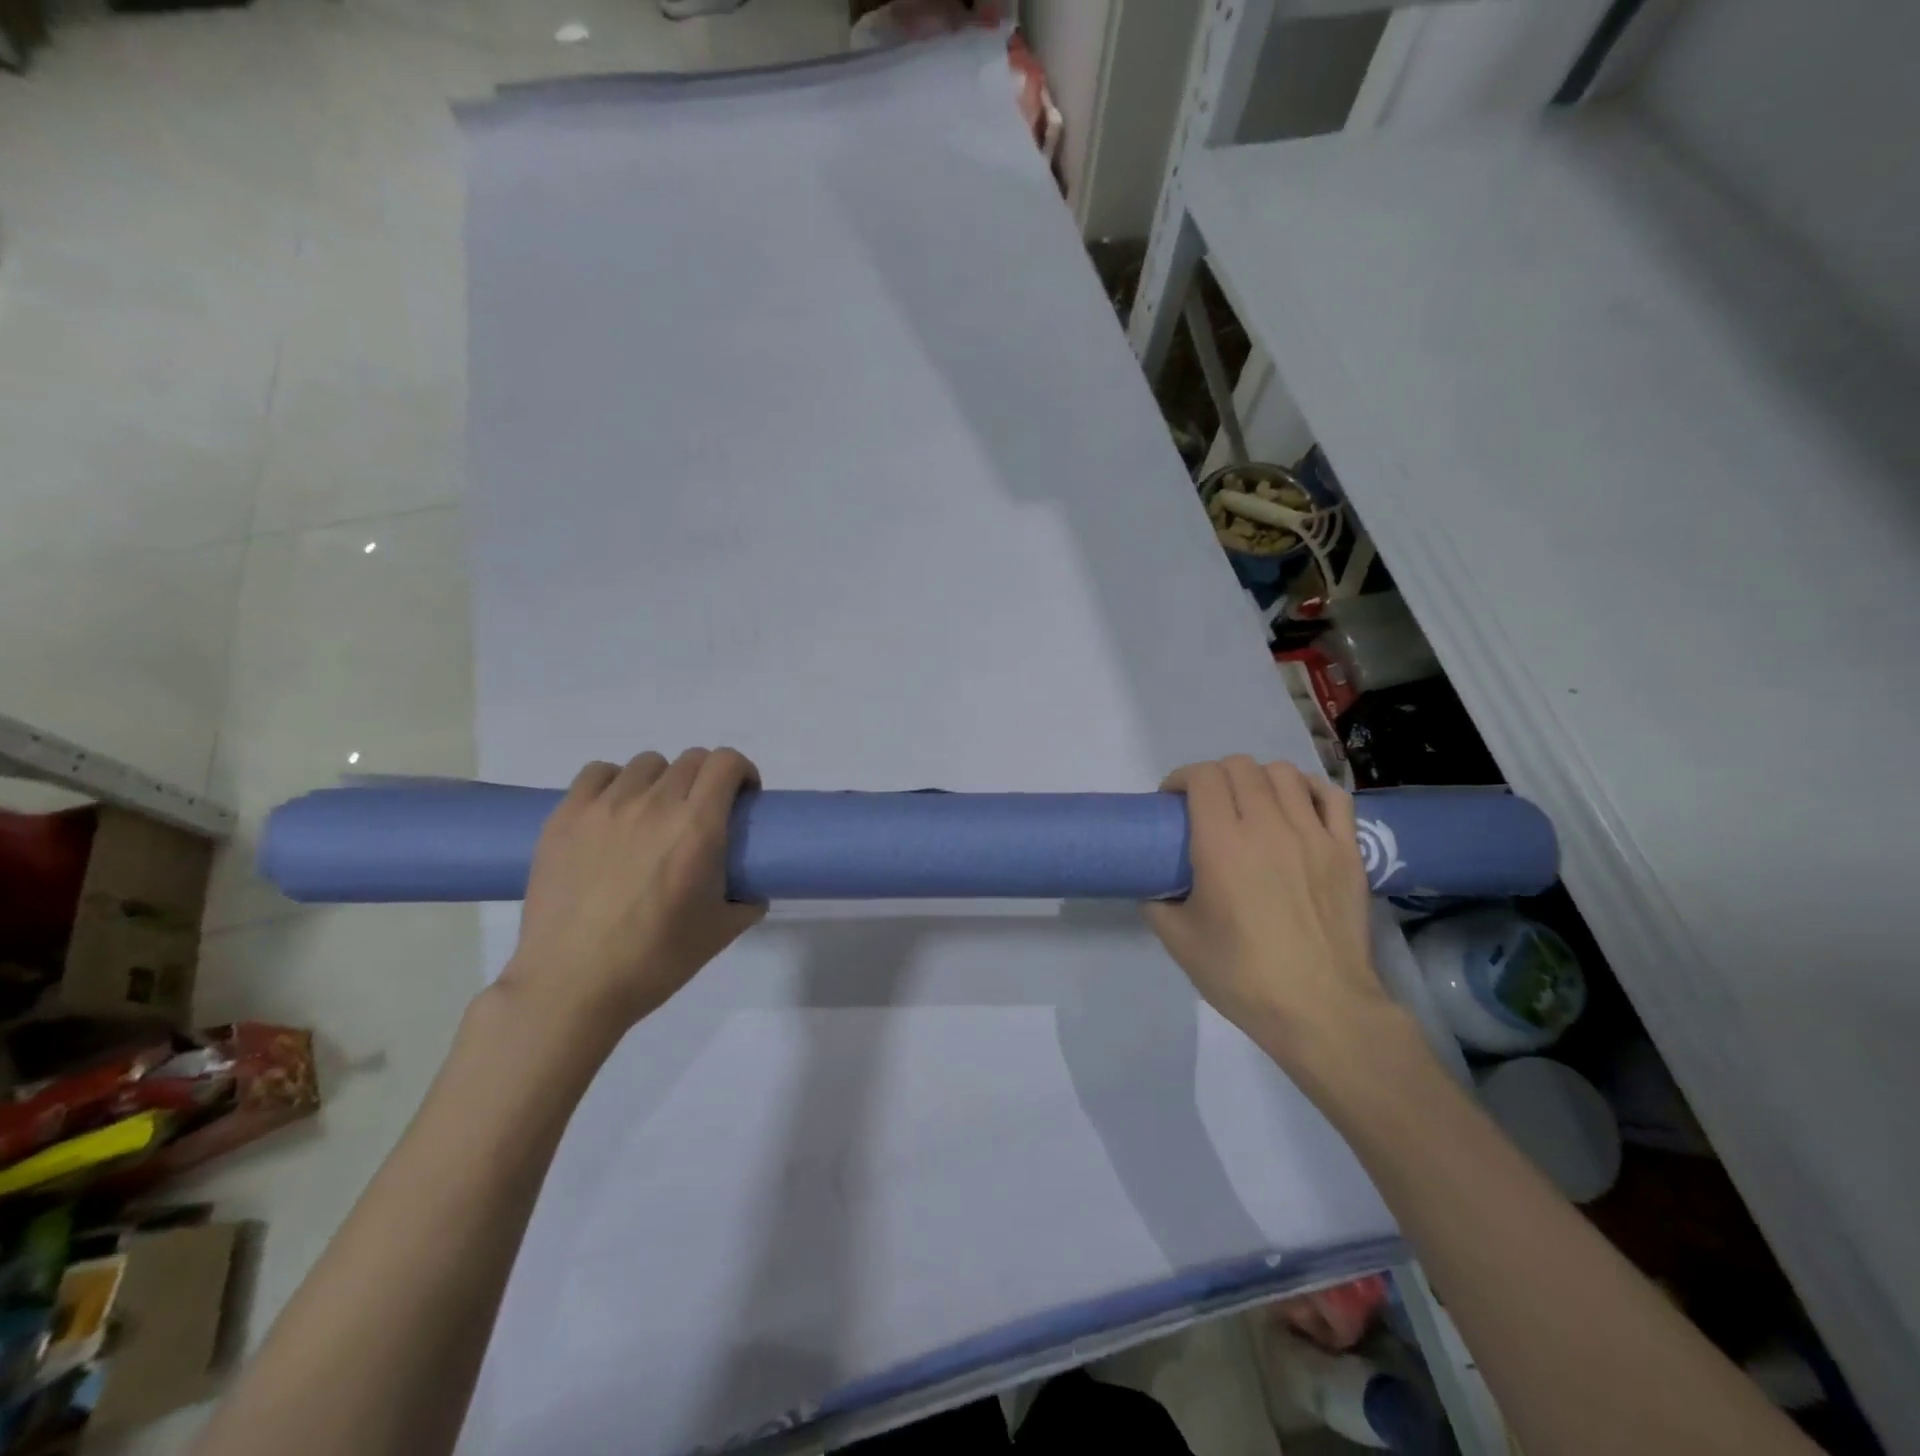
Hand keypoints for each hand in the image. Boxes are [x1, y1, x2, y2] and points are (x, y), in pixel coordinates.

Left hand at [499, 748, 765, 1032]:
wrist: (572, 987)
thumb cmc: (654, 961)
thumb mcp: (721, 932)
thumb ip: (747, 902)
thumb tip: (751, 890)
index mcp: (697, 827)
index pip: (726, 763)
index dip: (742, 771)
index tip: (742, 797)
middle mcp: (654, 804)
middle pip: (690, 759)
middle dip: (707, 778)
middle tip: (703, 812)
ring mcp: (604, 807)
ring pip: (646, 764)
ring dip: (662, 780)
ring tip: (655, 814)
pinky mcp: (565, 817)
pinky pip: (597, 774)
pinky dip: (615, 783)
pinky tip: (614, 811)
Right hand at [1145, 757, 1395, 1071]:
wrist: (1320, 1009)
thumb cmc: (1242, 976)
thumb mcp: (1179, 941)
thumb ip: (1157, 903)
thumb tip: (1154, 886)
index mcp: (1222, 844)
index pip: (1202, 777)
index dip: (1181, 779)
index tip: (1172, 802)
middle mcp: (1268, 826)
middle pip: (1240, 767)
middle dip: (1214, 777)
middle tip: (1206, 805)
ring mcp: (1313, 835)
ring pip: (1283, 773)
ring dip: (1258, 779)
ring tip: (1251, 803)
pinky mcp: (1347, 850)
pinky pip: (1331, 797)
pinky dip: (1308, 790)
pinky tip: (1296, 806)